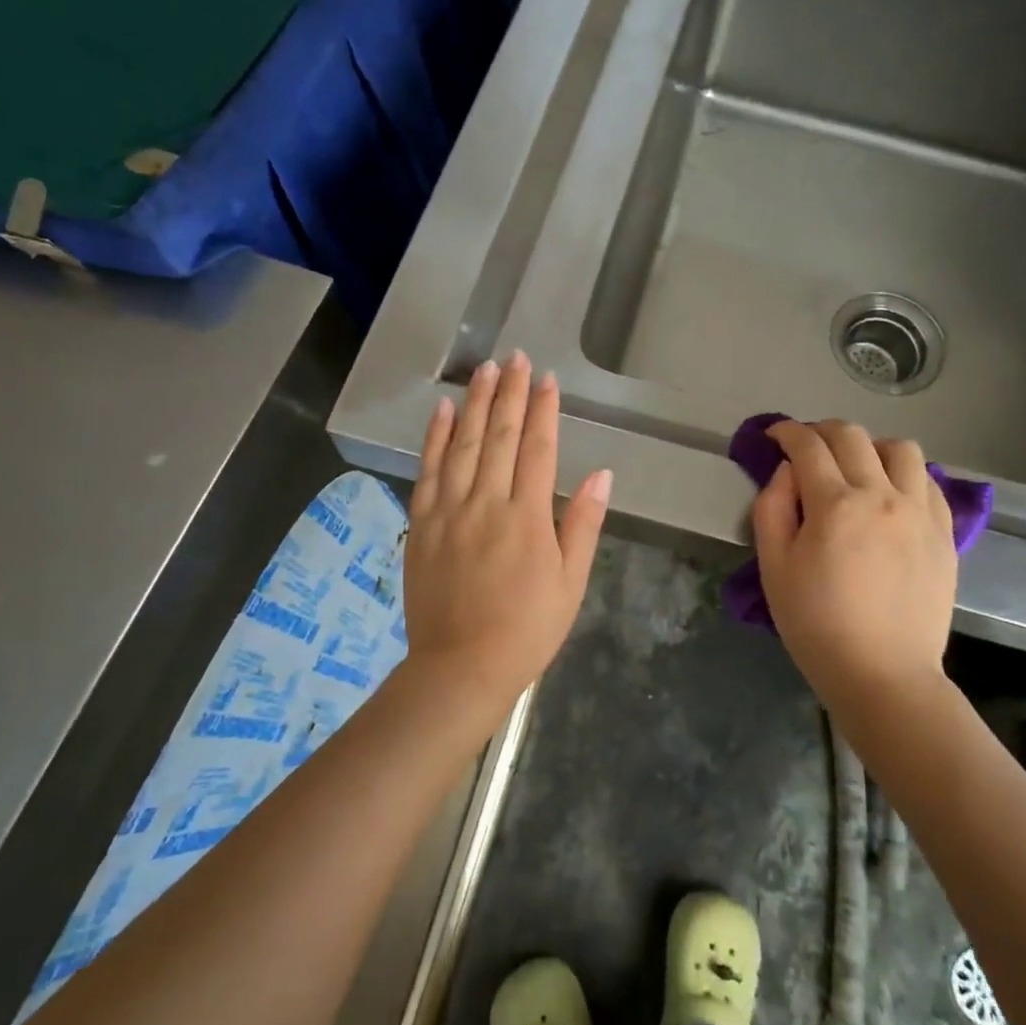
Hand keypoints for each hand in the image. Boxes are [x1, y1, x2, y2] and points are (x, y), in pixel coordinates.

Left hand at [404, 351, 611, 706]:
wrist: (461, 667)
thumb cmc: (528, 629)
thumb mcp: (570, 583)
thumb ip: (583, 524)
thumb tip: (602, 473)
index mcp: (528, 517)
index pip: (537, 449)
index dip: (543, 410)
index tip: (546, 379)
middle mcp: (487, 503)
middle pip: (499, 436)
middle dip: (510, 393)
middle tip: (515, 357)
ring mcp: (450, 510)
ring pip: (463, 444)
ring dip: (475, 403)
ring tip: (485, 369)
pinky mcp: (423, 523)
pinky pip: (428, 469)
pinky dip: (435, 436)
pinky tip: (442, 409)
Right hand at [751, 419, 956, 696]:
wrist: (883, 674)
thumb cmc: (816, 625)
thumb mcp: (774, 568)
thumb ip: (772, 508)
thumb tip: (787, 472)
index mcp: (835, 505)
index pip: (808, 446)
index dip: (787, 432)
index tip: (775, 435)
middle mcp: (882, 496)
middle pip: (852, 436)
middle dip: (821, 431)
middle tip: (806, 447)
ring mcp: (919, 512)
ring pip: (900, 448)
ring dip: (870, 446)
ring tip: (856, 467)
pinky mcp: (944, 532)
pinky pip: (928, 480)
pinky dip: (904, 473)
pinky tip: (890, 493)